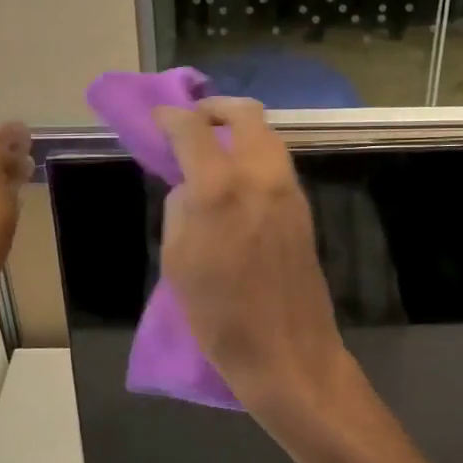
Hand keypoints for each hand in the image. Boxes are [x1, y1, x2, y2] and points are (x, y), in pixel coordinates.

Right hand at [154, 98, 357, 427]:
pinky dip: (255, 155)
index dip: (171, 118)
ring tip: (213, 151)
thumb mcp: (178, 263)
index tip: (158, 119)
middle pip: (245, 114)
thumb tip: (189, 185)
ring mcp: (289, 191)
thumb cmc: (220, 317)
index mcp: (221, 189)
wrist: (288, 353)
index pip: (193, 129)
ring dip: (239, 131)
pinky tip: (236, 180)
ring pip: (267, 136)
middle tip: (192, 124)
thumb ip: (180, 209)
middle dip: (215, 109)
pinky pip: (278, 163)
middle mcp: (261, 177)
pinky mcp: (304, 209)